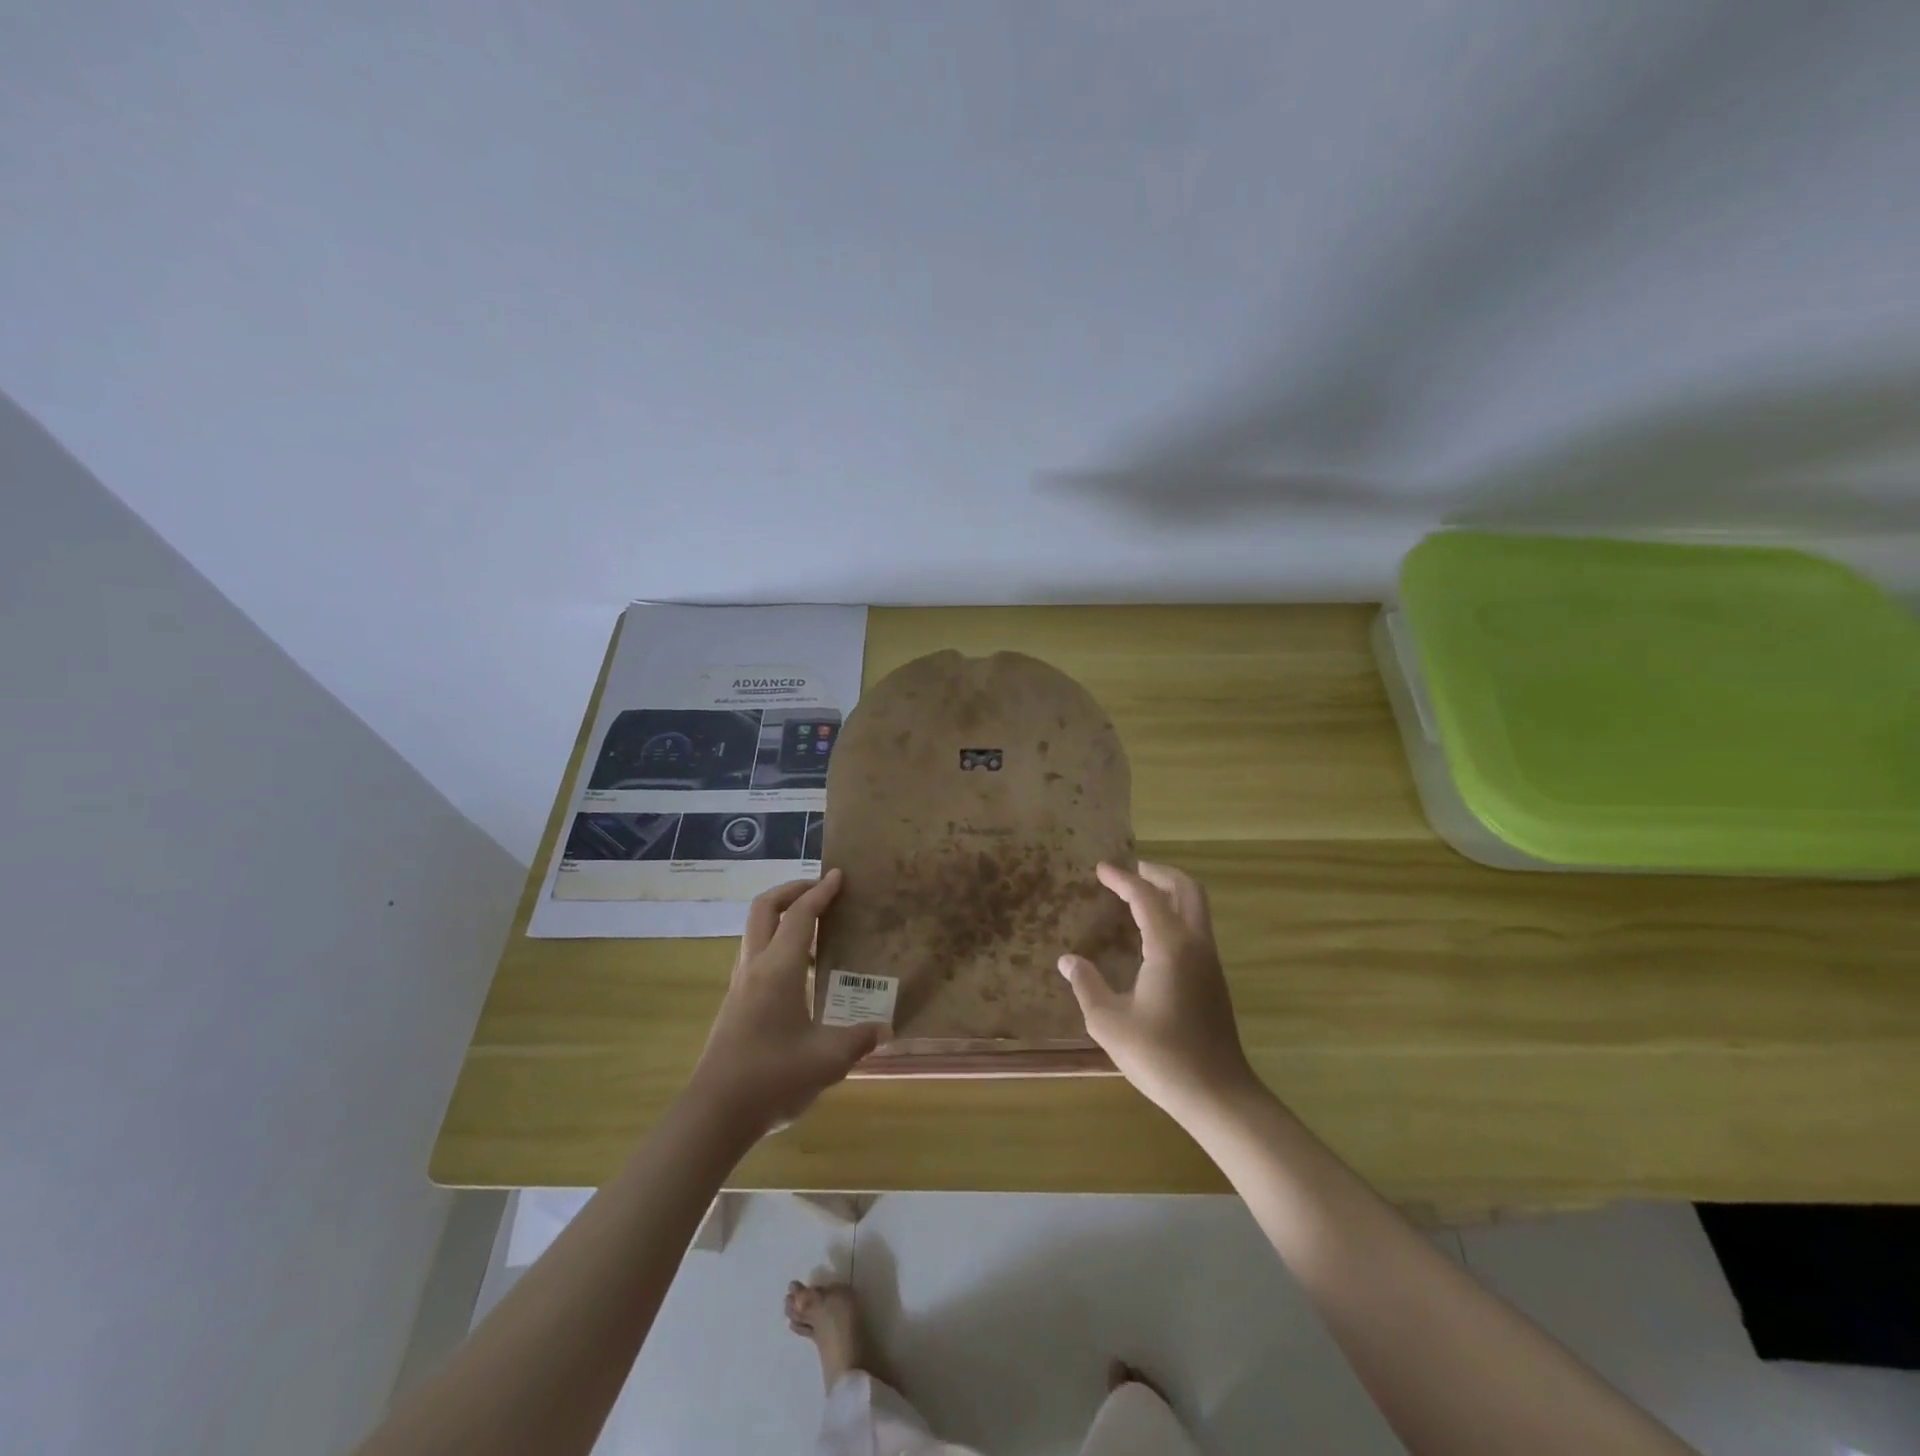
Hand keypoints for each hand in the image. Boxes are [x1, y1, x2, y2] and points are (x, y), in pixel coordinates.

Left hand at [688, 869, 880, 1134]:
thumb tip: (885, 1028)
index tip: (839, 875)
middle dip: (792, 890)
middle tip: (820, 890)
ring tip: (815, 927)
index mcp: (778, 969)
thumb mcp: (827, 1060)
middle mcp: (755, 966)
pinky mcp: (736, 1002)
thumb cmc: (772, 1078)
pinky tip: (800, 970)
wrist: (715, 1113)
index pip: (800, 915)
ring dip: (782, 915)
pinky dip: (777, 942)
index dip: (820, 892)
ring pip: (756, 929)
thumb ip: (859, 1039)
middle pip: (765, 908)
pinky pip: (756, 953)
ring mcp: (740, 983)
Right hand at [1058, 861, 1260, 1122]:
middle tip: (1130, 871)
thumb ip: (1087, 985)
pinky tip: (1153, 934)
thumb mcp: (1109, 1022)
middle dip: (1158, 873)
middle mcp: (1195, 944)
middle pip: (1186, 889)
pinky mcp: (1214, 979)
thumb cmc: (1160, 1056)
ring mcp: (1210, 962)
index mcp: (1170, 946)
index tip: (1101, 869)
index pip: (1146, 896)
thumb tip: (1068, 961)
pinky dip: (1176, 914)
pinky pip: (1196, 928)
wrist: (1218, 1094)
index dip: (1122, 878)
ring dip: (1170, 892)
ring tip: (1139, 896)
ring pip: (1196, 907)